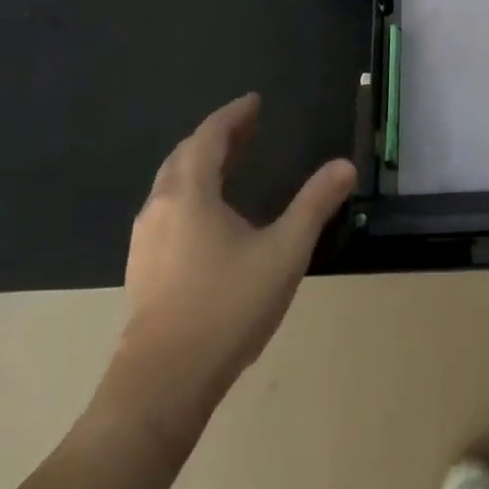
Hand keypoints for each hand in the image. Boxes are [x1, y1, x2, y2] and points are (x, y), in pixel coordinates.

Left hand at [95, 94, 356, 453]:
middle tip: (248, 126)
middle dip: (217, 136)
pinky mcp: (143, 269)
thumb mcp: (284, 252)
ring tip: (231, 162)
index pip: (209, 136)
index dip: (233, 115)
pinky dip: (191, 191)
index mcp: (190, 193)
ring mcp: (146, 241)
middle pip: (185, 155)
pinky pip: (167, 209)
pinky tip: (209, 215)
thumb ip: (315, 205)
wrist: (161, 387)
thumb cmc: (226, 307)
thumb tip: (345, 166)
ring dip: (201, 163)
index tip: (255, 101)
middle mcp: (160, 207)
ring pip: (172, 184)